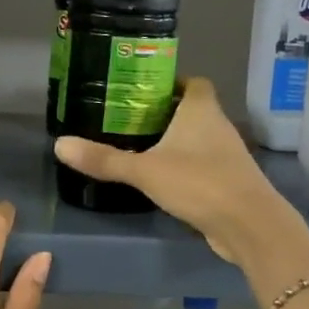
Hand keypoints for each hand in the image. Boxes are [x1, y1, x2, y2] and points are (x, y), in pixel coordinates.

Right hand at [53, 77, 308, 272]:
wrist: (248, 225)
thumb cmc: (199, 183)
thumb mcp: (144, 170)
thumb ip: (104, 160)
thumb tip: (60, 144)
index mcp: (201, 110)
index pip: (192, 82)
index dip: (171, 83)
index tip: (142, 91)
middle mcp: (218, 126)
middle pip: (192, 110)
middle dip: (165, 114)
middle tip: (130, 121)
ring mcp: (227, 155)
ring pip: (198, 139)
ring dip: (175, 142)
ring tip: (140, 148)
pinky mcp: (228, 182)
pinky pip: (202, 166)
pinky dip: (184, 168)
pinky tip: (162, 180)